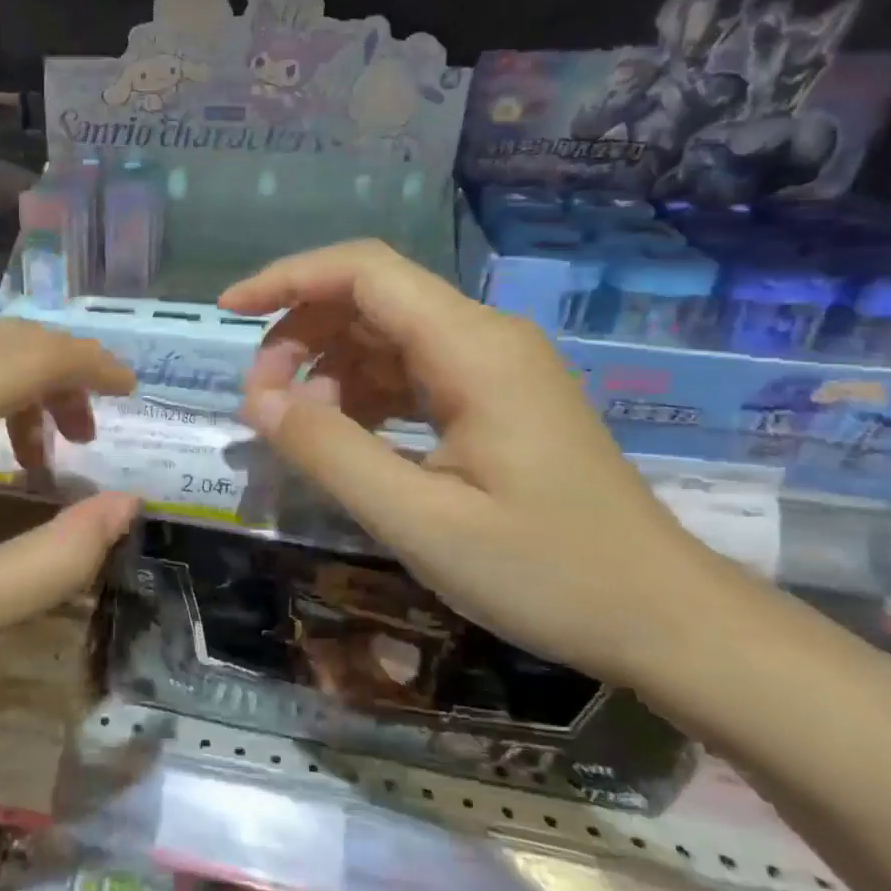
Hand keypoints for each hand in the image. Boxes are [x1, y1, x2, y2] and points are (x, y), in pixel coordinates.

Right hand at [220, 241, 733, 685]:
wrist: (662, 619)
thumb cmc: (546, 573)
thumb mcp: (419, 520)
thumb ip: (330, 452)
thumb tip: (257, 400)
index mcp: (473, 349)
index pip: (365, 272)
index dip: (289, 278)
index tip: (228, 311)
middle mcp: (484, 339)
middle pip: (370, 299)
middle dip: (300, 334)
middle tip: (260, 401)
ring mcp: (493, 368)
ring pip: (384, 336)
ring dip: (326, 368)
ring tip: (296, 427)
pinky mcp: (494, 400)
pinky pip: (409, 373)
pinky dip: (361, 394)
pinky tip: (345, 438)